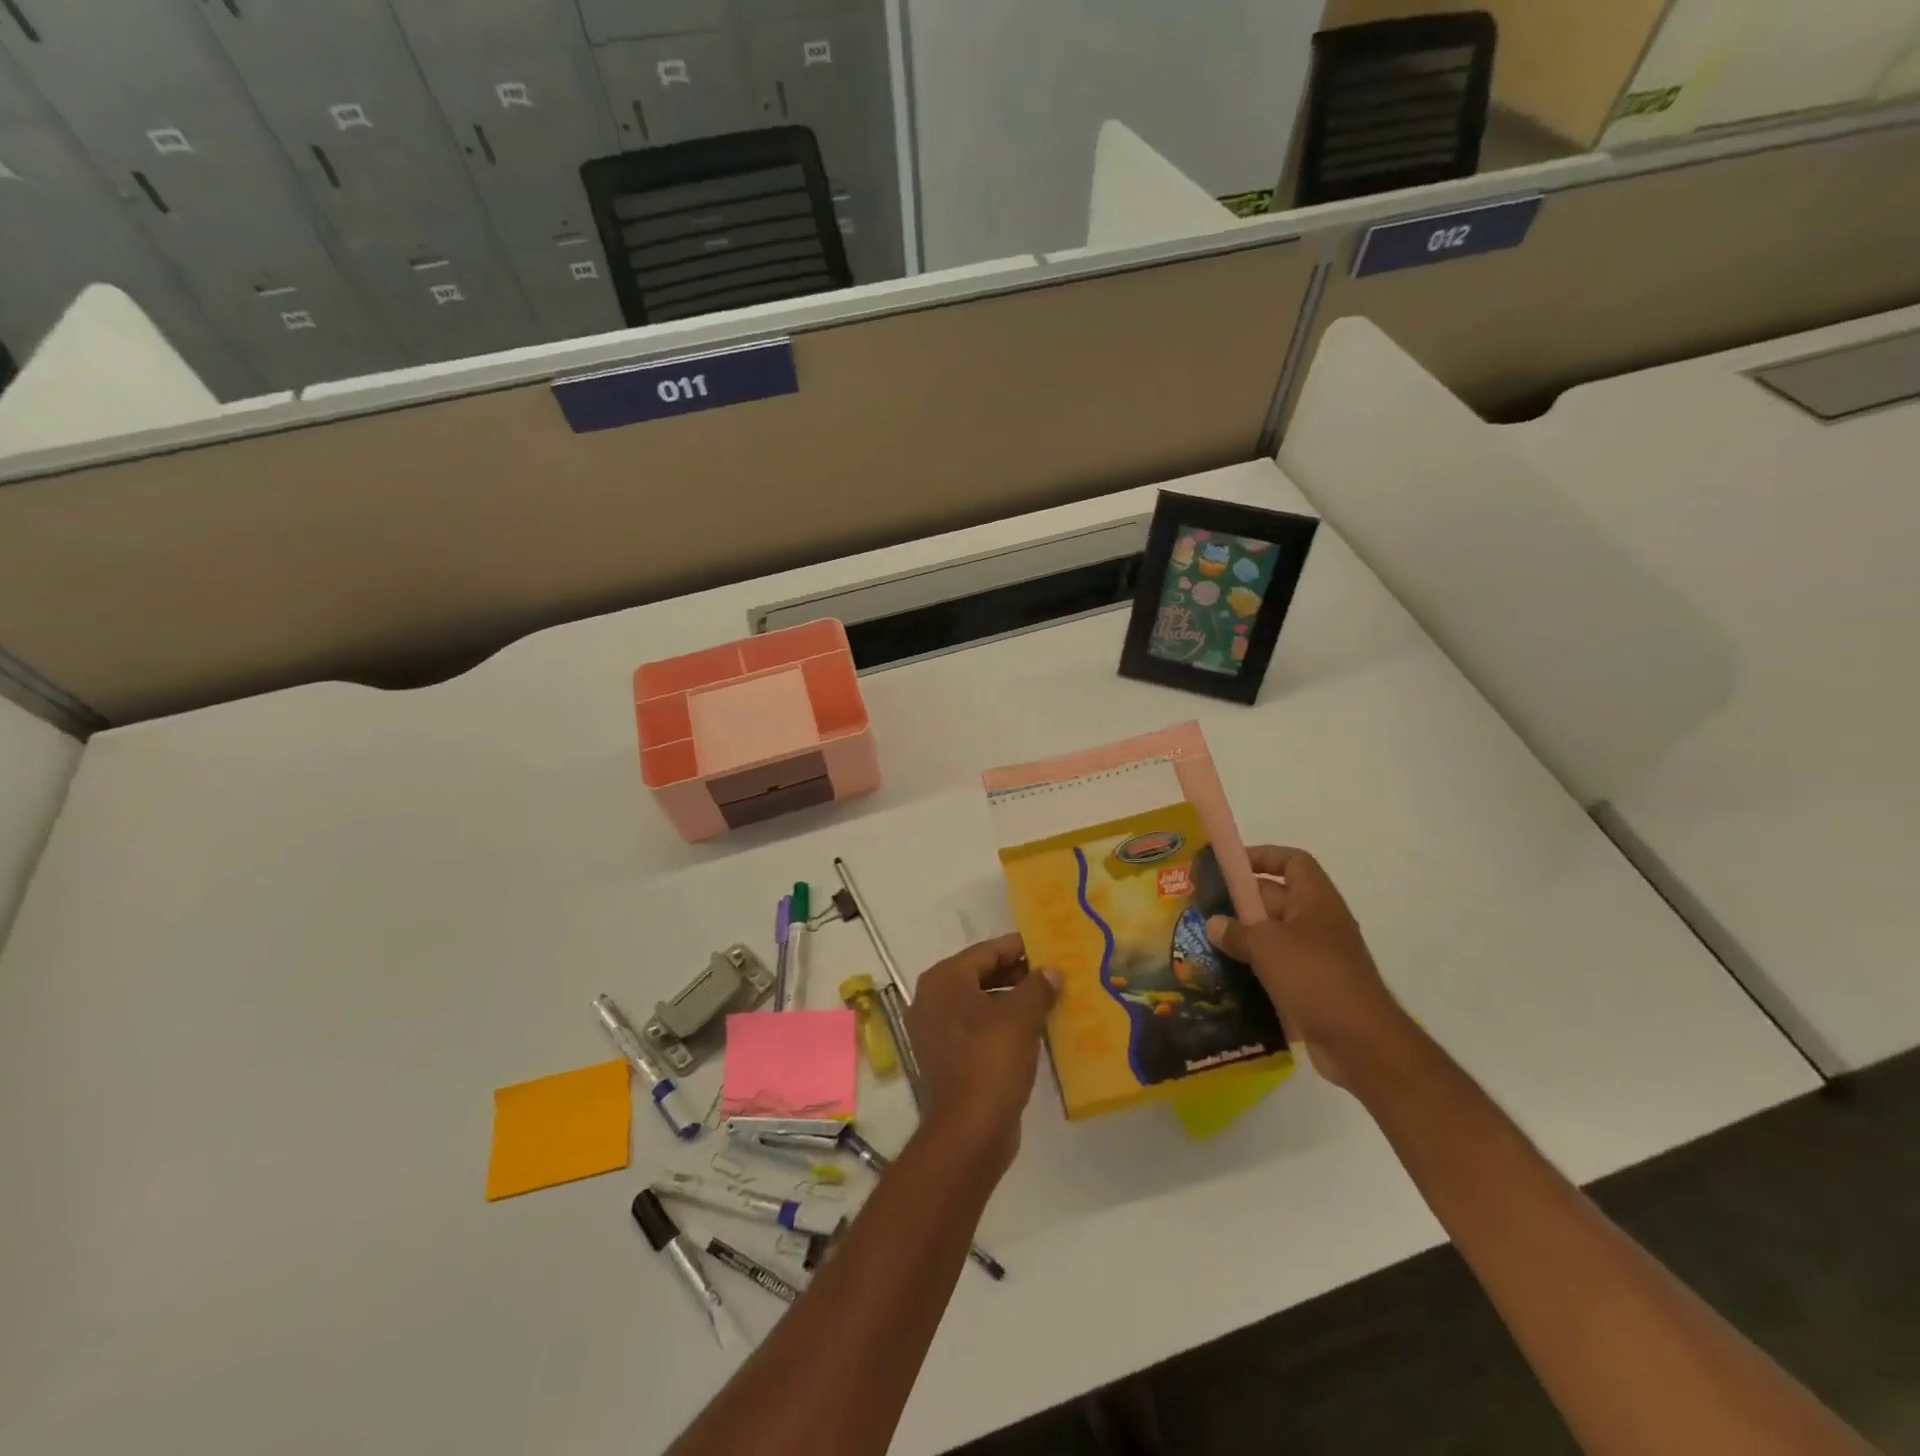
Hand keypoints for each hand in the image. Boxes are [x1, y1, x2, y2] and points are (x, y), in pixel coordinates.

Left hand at [906, 934, 1058, 1174]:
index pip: (987, 951)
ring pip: (982, 1004)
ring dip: (1014, 1001)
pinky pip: (979, 1030)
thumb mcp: (1021, 1017)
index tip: (1050, 948)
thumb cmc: (991, 1060)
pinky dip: (1004, 1026)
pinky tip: (1035, 1031)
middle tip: (1055, 974)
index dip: (1020, 948)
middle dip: (1019, 975)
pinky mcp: (948, 1058)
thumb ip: (1037, 987)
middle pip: (982, 975)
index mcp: (944, 980)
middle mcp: (933, 999)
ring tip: (1052, 1000)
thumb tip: (1051, 971)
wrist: (969, 1132)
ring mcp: (937, 1031)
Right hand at [1206, 846, 1409, 1090]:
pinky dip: (1253, 969)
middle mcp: (1318, 922)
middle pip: (1276, 898)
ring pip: (1273, 936)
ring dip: (1243, 938)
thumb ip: (1237, 931)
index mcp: (1316, 900)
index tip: (1229, 866)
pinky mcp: (1311, 988)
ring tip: (1205, 942)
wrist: (1361, 1043)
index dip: (1262, 856)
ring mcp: (1317, 957)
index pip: (1292, 861)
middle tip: (1202, 908)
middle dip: (1241, 901)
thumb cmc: (1316, 977)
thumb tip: (1214, 923)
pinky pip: (1276, 968)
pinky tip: (1224, 977)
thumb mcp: (1268, 946)